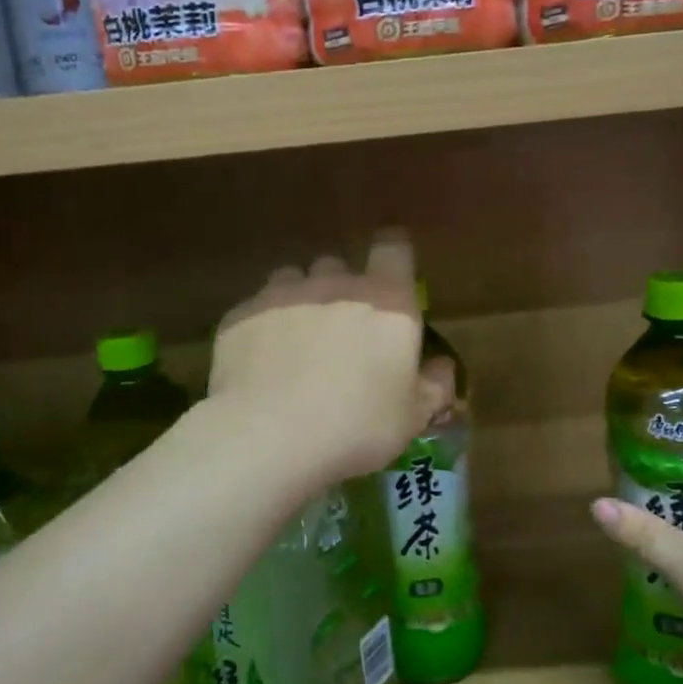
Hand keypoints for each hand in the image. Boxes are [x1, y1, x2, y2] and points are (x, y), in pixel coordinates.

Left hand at [209, 232, 454, 488]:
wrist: (268, 435)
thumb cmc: (356, 425)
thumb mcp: (411, 418)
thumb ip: (433, 387)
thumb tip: (442, 367)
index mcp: (386, 301)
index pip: (394, 248)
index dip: (394, 254)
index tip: (391, 271)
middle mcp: (334, 284)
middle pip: (337, 265)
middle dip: (340, 287)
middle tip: (340, 328)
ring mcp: (281, 295)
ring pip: (292, 279)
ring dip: (298, 300)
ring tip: (295, 341)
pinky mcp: (240, 315)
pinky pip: (255, 309)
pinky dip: (261, 327)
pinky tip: (259, 363)